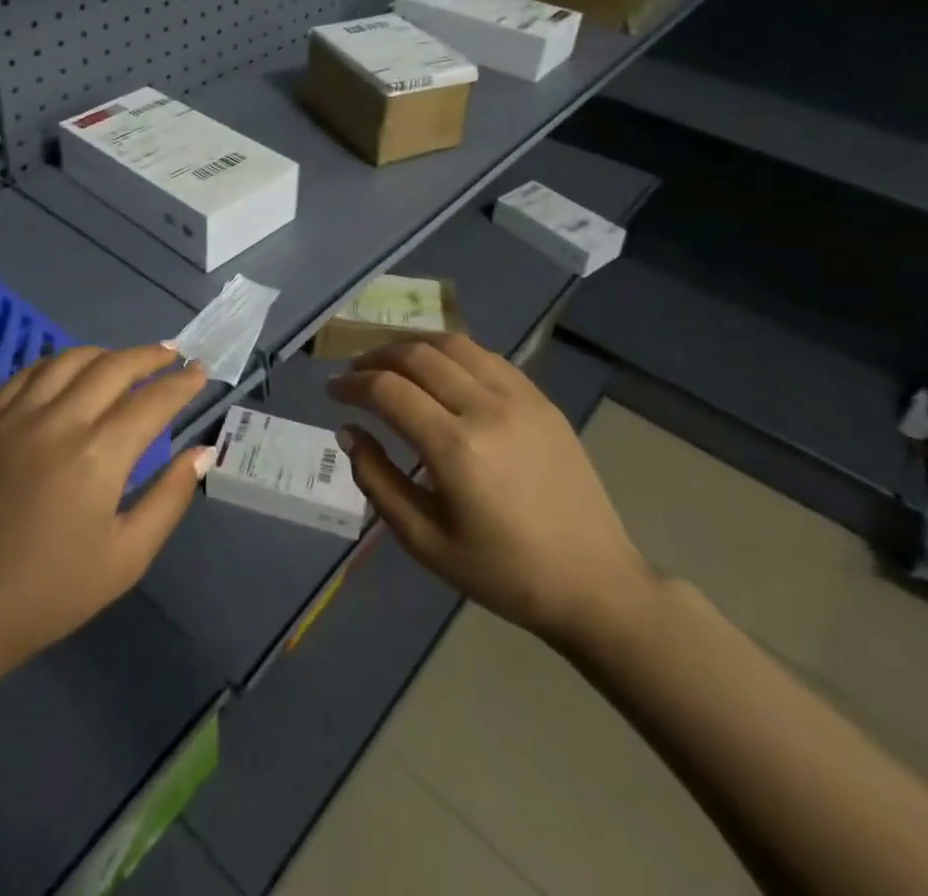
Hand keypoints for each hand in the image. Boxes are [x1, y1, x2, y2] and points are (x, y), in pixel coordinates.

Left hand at [0, 345, 210, 680]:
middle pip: (113, 366)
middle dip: (149, 356)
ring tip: (124, 361)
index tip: (200, 372)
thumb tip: (202, 452)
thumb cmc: (50, 592)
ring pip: (69, 360)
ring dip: (105, 353)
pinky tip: (68, 372)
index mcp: (98, 455)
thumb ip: (169, 498)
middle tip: (170, 354)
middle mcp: (59, 421)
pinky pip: (26, 374)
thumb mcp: (127, 558)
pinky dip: (57, 364)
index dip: (181, 383)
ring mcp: (15, 416)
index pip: (153, 400)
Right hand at [329, 334, 652, 650]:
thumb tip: (348, 432)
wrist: (593, 582)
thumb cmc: (502, 573)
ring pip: (453, 344)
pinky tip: (439, 371)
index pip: (388, 390)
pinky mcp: (541, 399)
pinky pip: (487, 356)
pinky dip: (451, 353)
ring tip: (392, 364)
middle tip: (356, 374)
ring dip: (413, 346)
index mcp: (456, 449)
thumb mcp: (425, 541)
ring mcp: (520, 398)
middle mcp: (486, 409)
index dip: (352, 384)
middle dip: (376, 357)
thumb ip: (378, 480)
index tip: (333, 391)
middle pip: (417, 355)